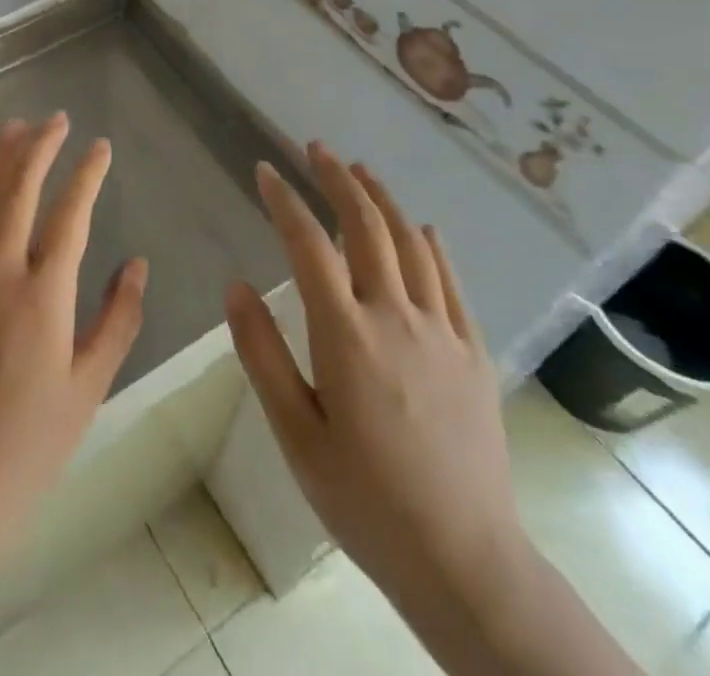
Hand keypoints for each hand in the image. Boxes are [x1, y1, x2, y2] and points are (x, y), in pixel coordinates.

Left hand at [0, 113, 148, 551]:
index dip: (87, 173)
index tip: (99, 146)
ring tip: (12, 130)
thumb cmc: (30, 446)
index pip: (71, 213)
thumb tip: (136, 263)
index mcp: (44, 294)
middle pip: (18, 190)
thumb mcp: (90, 387)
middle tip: (56, 120)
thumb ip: (118, 319)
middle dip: (40, 147)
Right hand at [224, 145, 526, 639]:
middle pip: (366, 226)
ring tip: (360, 171)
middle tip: (316, 149)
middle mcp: (395, 316)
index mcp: (346, 334)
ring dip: (382, 199)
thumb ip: (262, 354)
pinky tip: (421, 228)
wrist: (466, 561)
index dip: (284, 200)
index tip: (265, 169)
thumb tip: (236, 285)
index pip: (308, 245)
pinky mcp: (473, 352)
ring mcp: (441, 331)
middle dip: (338, 179)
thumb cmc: (365, 499)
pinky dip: (431, 244)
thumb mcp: (296, 434)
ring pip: (411, 243)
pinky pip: (451, 281)